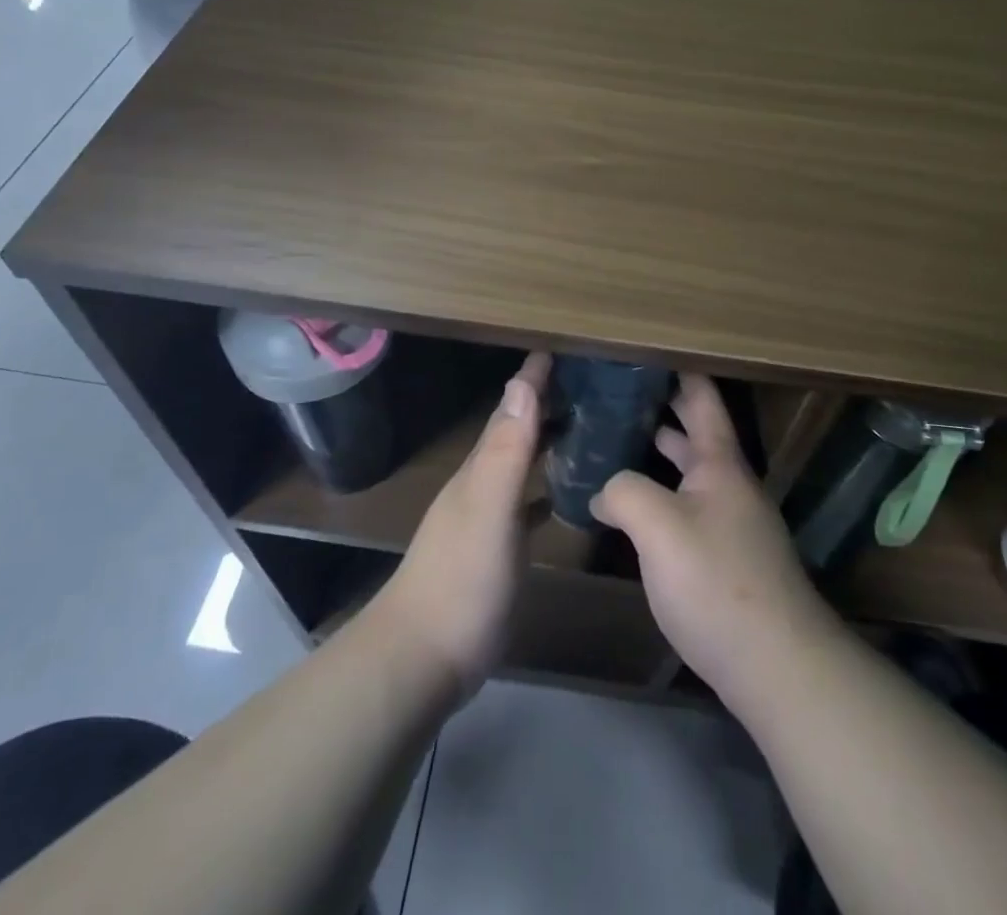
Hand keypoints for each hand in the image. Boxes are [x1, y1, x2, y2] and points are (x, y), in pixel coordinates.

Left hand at [371, 353, 549, 699]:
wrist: (422, 659)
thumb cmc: (461, 581)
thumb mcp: (488, 510)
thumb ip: (505, 451)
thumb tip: (521, 384)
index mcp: (480, 470)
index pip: (509, 410)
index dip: (531, 379)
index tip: (558, 348)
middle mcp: (481, 485)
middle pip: (514, 432)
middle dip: (543, 403)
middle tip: (584, 382)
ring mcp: (486, 520)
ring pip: (519, 466)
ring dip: (544, 442)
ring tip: (582, 426)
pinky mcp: (495, 552)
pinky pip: (525, 505)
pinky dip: (544, 490)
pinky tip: (563, 495)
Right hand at [591, 375, 842, 707]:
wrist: (777, 666)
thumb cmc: (717, 582)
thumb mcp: (659, 527)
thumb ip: (624, 492)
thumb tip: (604, 490)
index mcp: (720, 462)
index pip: (702, 396)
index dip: (678, 368)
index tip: (646, 347)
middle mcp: (729, 483)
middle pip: (696, 430)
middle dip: (662, 405)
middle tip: (618, 389)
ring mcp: (731, 521)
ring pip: (691, 470)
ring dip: (660, 450)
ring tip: (618, 436)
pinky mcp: (726, 556)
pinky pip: (689, 505)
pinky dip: (663, 491)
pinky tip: (635, 506)